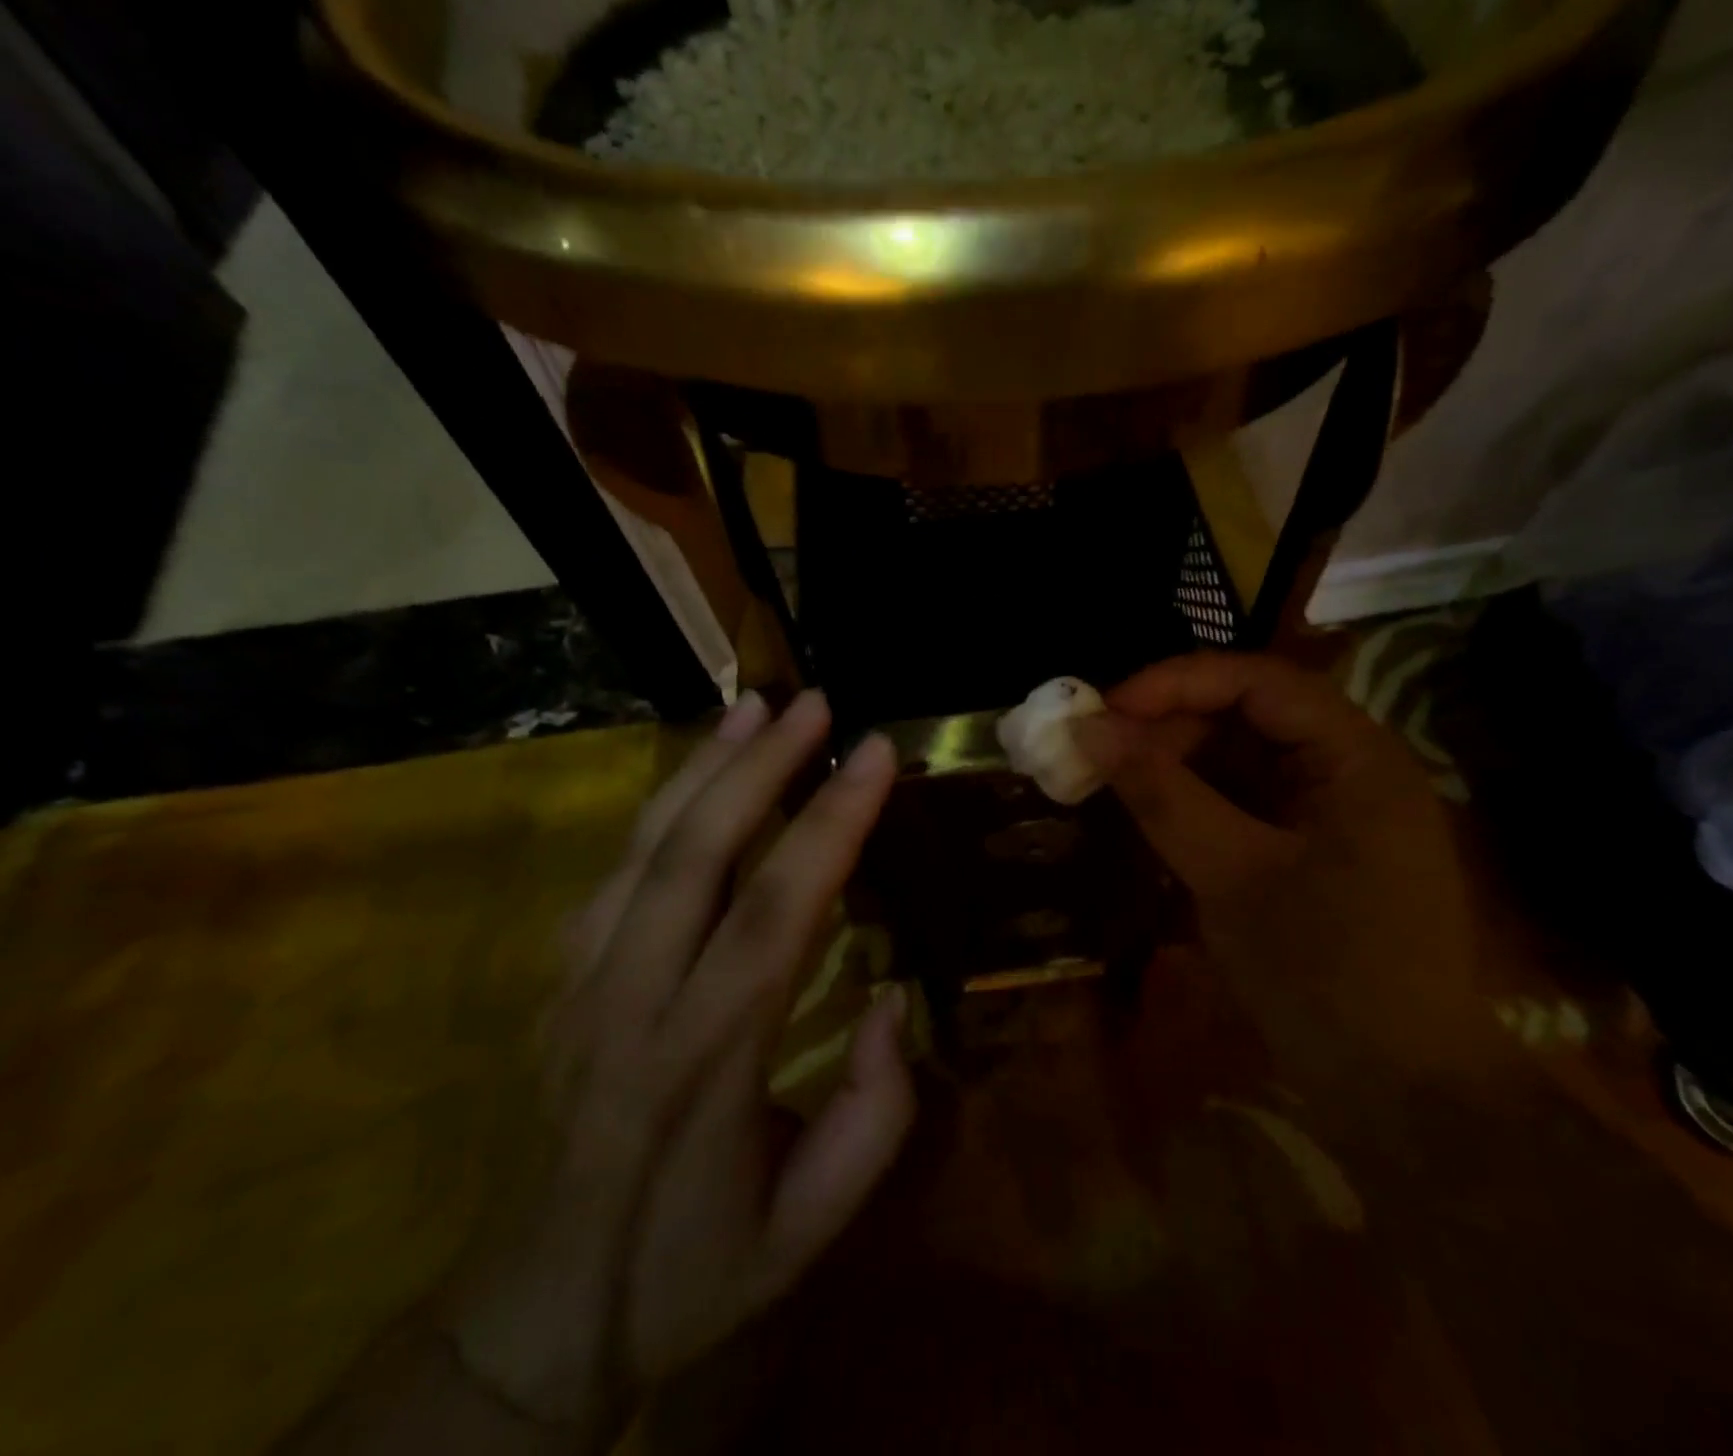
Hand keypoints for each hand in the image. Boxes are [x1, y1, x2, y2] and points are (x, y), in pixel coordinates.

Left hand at [448, 690, 914, 1432]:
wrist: (529, 1320)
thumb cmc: (689, 1271)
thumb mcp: (808, 1227)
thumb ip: (875, 1114)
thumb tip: (893, 997)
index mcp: (705, 1060)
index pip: (775, 911)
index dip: (830, 822)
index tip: (874, 753)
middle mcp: (632, 1001)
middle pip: (696, 854)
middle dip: (761, 765)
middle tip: (816, 704)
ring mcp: (579, 985)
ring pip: (644, 848)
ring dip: (704, 768)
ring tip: (754, 709)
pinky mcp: (557, 982)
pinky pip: (613, 873)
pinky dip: (660, 810)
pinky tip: (697, 777)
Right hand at [1073, 651, 1478, 1066]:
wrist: (1402, 1093)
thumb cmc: (1326, 975)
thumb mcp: (1230, 876)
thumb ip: (1160, 794)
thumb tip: (1089, 730)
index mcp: (1356, 757)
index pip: (1258, 681)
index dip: (1174, 684)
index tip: (1103, 712)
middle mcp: (1350, 768)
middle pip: (1248, 716)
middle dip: (1169, 729)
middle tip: (1099, 758)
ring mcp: (1333, 811)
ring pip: (1241, 761)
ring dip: (1175, 767)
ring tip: (1113, 787)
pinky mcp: (1312, 849)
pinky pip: (1244, 804)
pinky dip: (1195, 805)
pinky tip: (1152, 821)